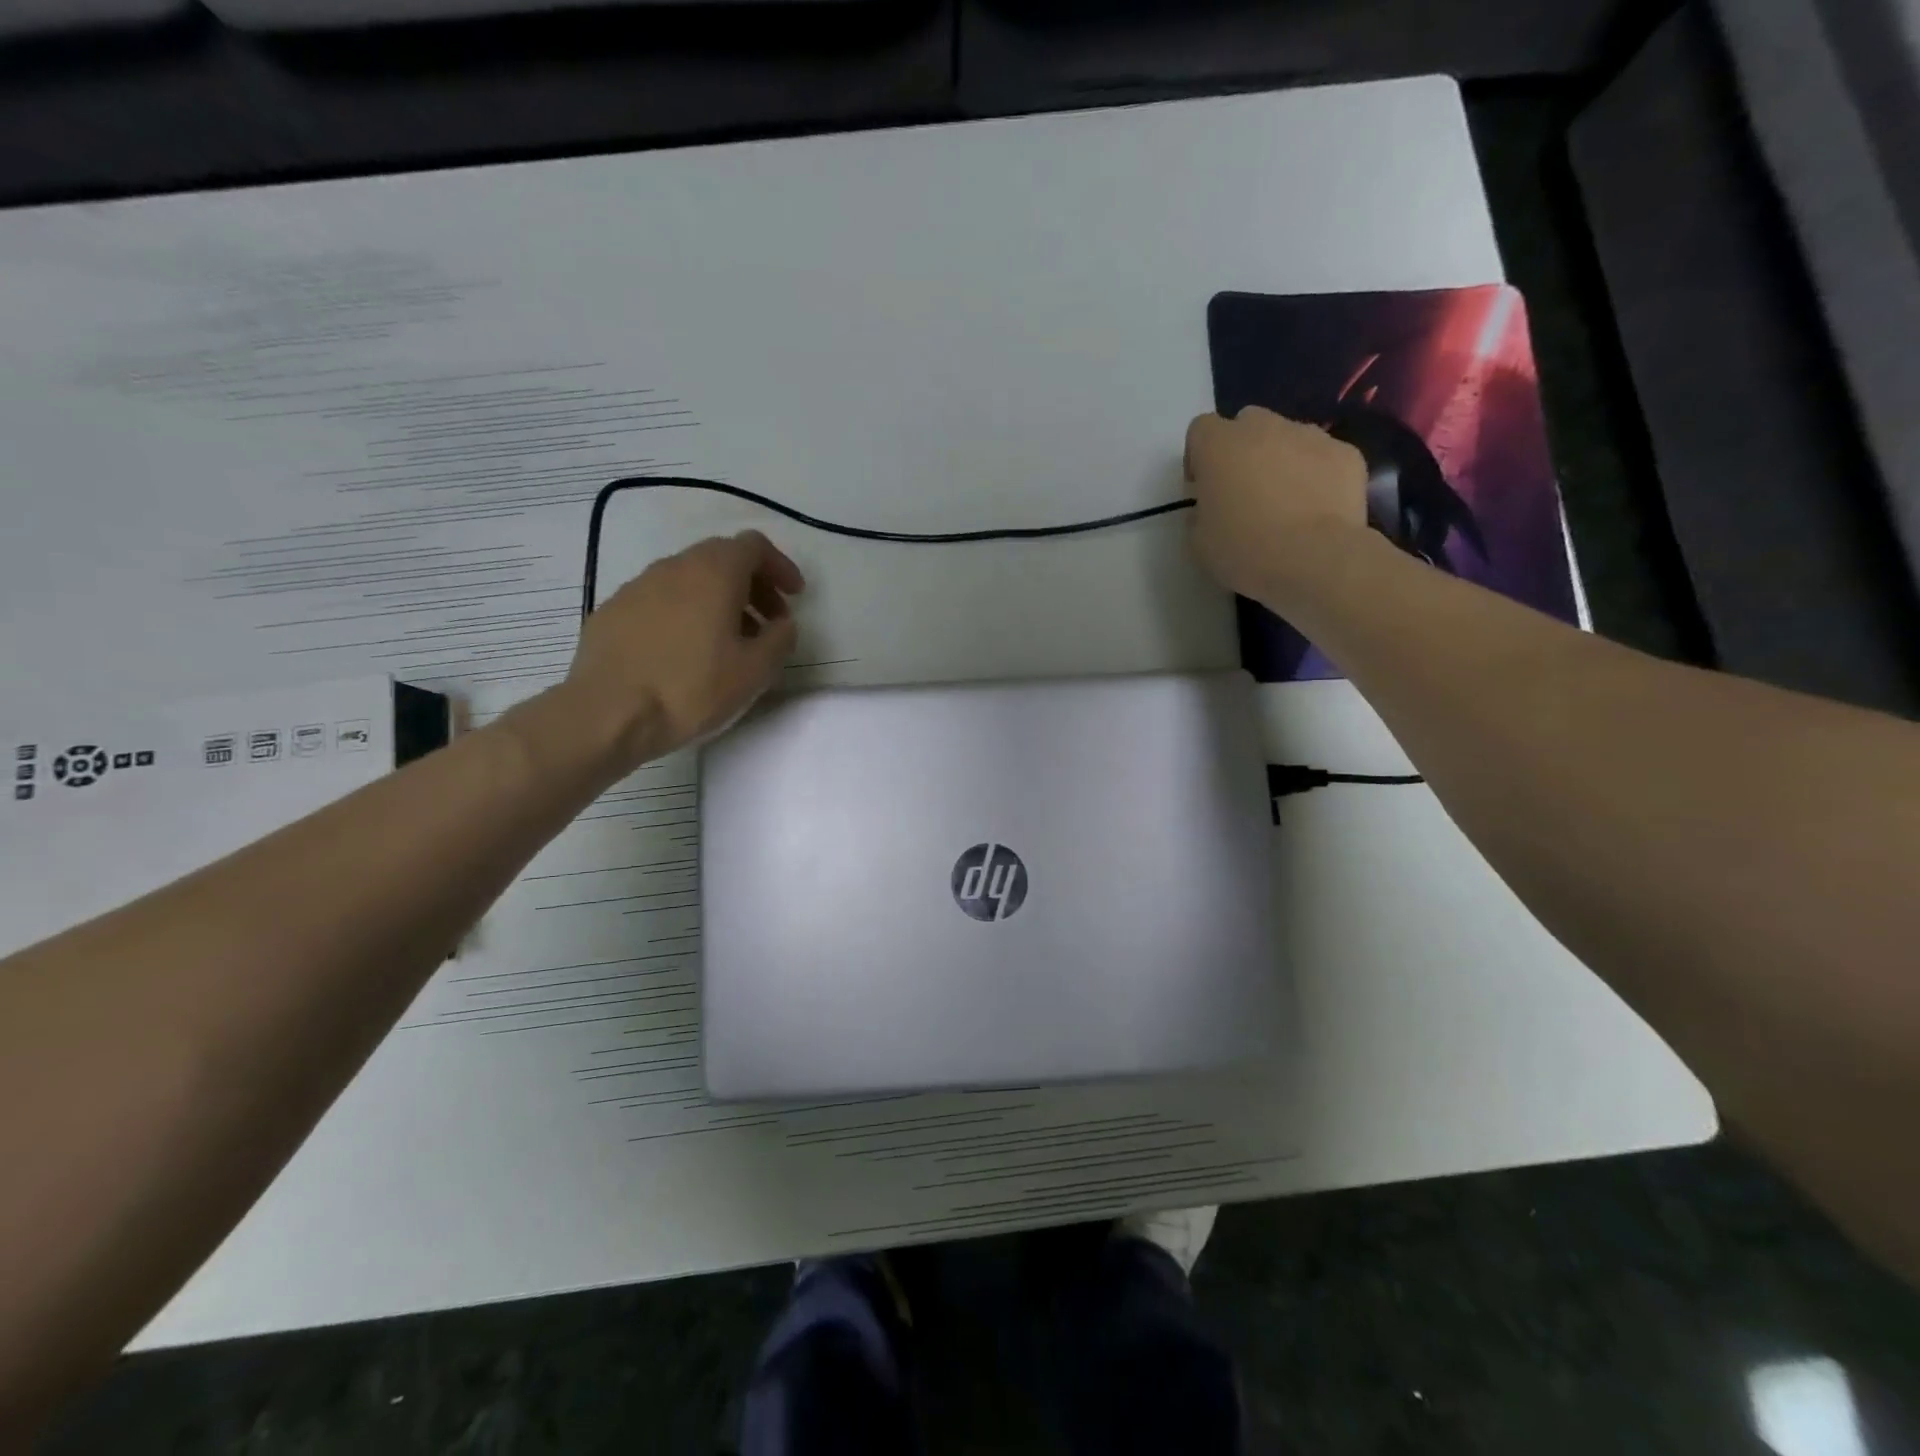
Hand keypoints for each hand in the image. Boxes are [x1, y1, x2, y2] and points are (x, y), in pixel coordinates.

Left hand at [566, 531, 805, 766]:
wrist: (607, 714)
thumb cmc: (691, 688)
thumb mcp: (755, 671)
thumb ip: (780, 639)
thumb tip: (782, 624)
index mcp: (713, 572)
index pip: (754, 546)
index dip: (780, 566)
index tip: (794, 597)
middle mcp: (674, 567)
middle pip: (721, 558)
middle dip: (752, 584)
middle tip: (767, 622)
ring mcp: (637, 586)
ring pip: (689, 579)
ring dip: (717, 600)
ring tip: (728, 642)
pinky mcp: (613, 610)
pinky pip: (660, 600)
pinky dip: (684, 613)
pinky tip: (685, 652)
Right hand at [1184, 406, 1369, 603]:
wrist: (1313, 559)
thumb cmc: (1244, 550)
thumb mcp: (1198, 542)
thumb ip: (1199, 514)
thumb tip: (1211, 509)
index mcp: (1219, 445)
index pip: (1201, 429)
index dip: (1199, 457)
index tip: (1204, 487)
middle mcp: (1263, 428)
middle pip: (1247, 424)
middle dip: (1242, 450)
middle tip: (1244, 491)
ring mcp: (1310, 435)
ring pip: (1288, 437)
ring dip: (1281, 460)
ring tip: (1286, 502)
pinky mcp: (1346, 453)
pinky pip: (1323, 457)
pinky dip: (1317, 475)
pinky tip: (1316, 508)